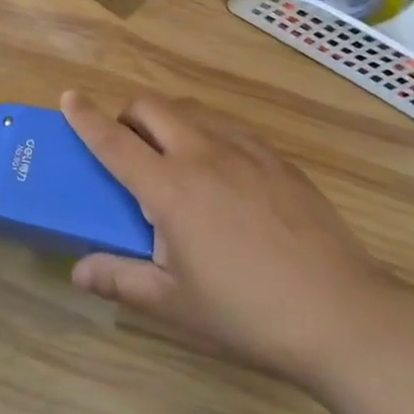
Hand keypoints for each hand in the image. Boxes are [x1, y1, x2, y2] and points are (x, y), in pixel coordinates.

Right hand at [62, 91, 407, 389]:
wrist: (344, 316)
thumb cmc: (248, 313)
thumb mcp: (175, 303)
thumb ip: (121, 280)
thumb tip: (77, 272)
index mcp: (170, 189)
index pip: (114, 141)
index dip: (86, 117)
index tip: (69, 97)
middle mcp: (202, 155)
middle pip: (151, 107)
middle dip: (127, 114)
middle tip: (128, 149)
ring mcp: (245, 151)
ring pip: (191, 110)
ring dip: (168, 120)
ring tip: (173, 159)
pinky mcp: (278, 159)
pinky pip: (229, 127)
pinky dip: (207, 133)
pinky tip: (222, 172)